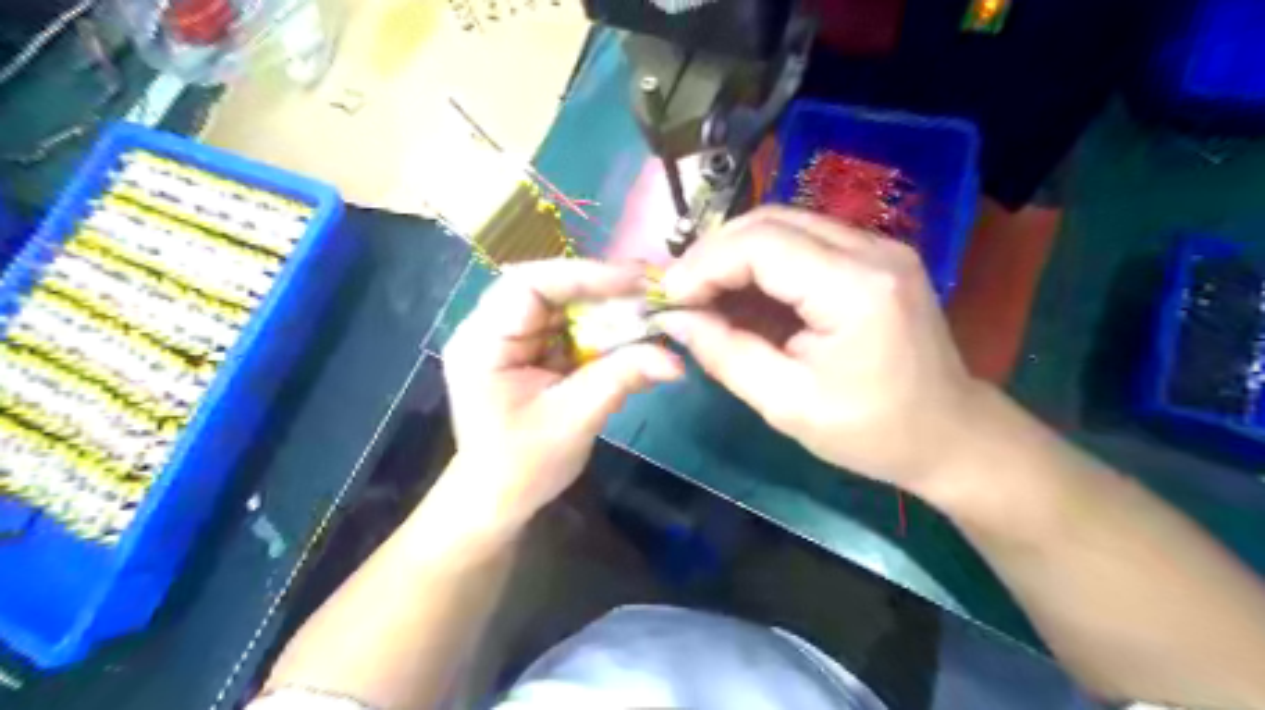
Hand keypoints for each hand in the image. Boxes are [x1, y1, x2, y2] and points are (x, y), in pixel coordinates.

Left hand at [442, 258, 682, 532]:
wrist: (499, 500)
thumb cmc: (523, 466)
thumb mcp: (574, 420)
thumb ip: (621, 379)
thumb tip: (676, 360)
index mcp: (483, 342)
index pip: (528, 284)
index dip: (583, 275)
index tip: (634, 281)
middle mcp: (492, 329)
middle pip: (549, 288)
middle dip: (602, 289)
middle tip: (651, 290)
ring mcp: (512, 339)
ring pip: (564, 305)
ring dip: (607, 308)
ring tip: (650, 310)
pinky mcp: (532, 352)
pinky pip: (570, 328)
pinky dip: (604, 331)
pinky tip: (634, 335)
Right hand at [658, 209, 980, 489]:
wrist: (949, 434)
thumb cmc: (872, 431)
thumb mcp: (787, 405)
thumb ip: (726, 354)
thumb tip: (677, 319)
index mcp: (857, 288)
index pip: (762, 244)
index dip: (705, 264)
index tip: (669, 297)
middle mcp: (873, 249)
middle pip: (771, 221)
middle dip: (714, 253)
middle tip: (680, 292)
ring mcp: (879, 246)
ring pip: (785, 224)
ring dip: (735, 254)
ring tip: (703, 293)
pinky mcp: (875, 256)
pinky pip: (804, 242)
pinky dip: (762, 262)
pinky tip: (742, 292)